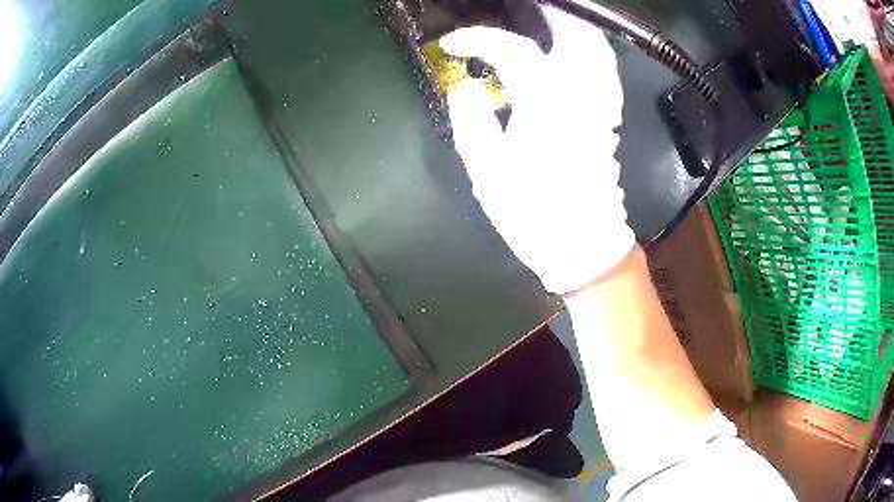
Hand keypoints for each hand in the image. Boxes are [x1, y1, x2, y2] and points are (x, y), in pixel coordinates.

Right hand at [441, 2, 634, 294]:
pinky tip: (573, 49)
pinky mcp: (610, 115)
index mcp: (546, 107)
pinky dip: (590, 48)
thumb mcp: (488, 172)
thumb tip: (463, 86)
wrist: (582, 241)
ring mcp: (602, 104)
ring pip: (598, 47)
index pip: (514, 50)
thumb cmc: (533, 211)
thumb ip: (471, 121)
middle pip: (576, 34)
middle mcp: (582, 96)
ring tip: (544, 21)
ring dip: (573, 26)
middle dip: (547, 15)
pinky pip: (605, 68)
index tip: (453, 42)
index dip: (480, 38)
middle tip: (518, 12)